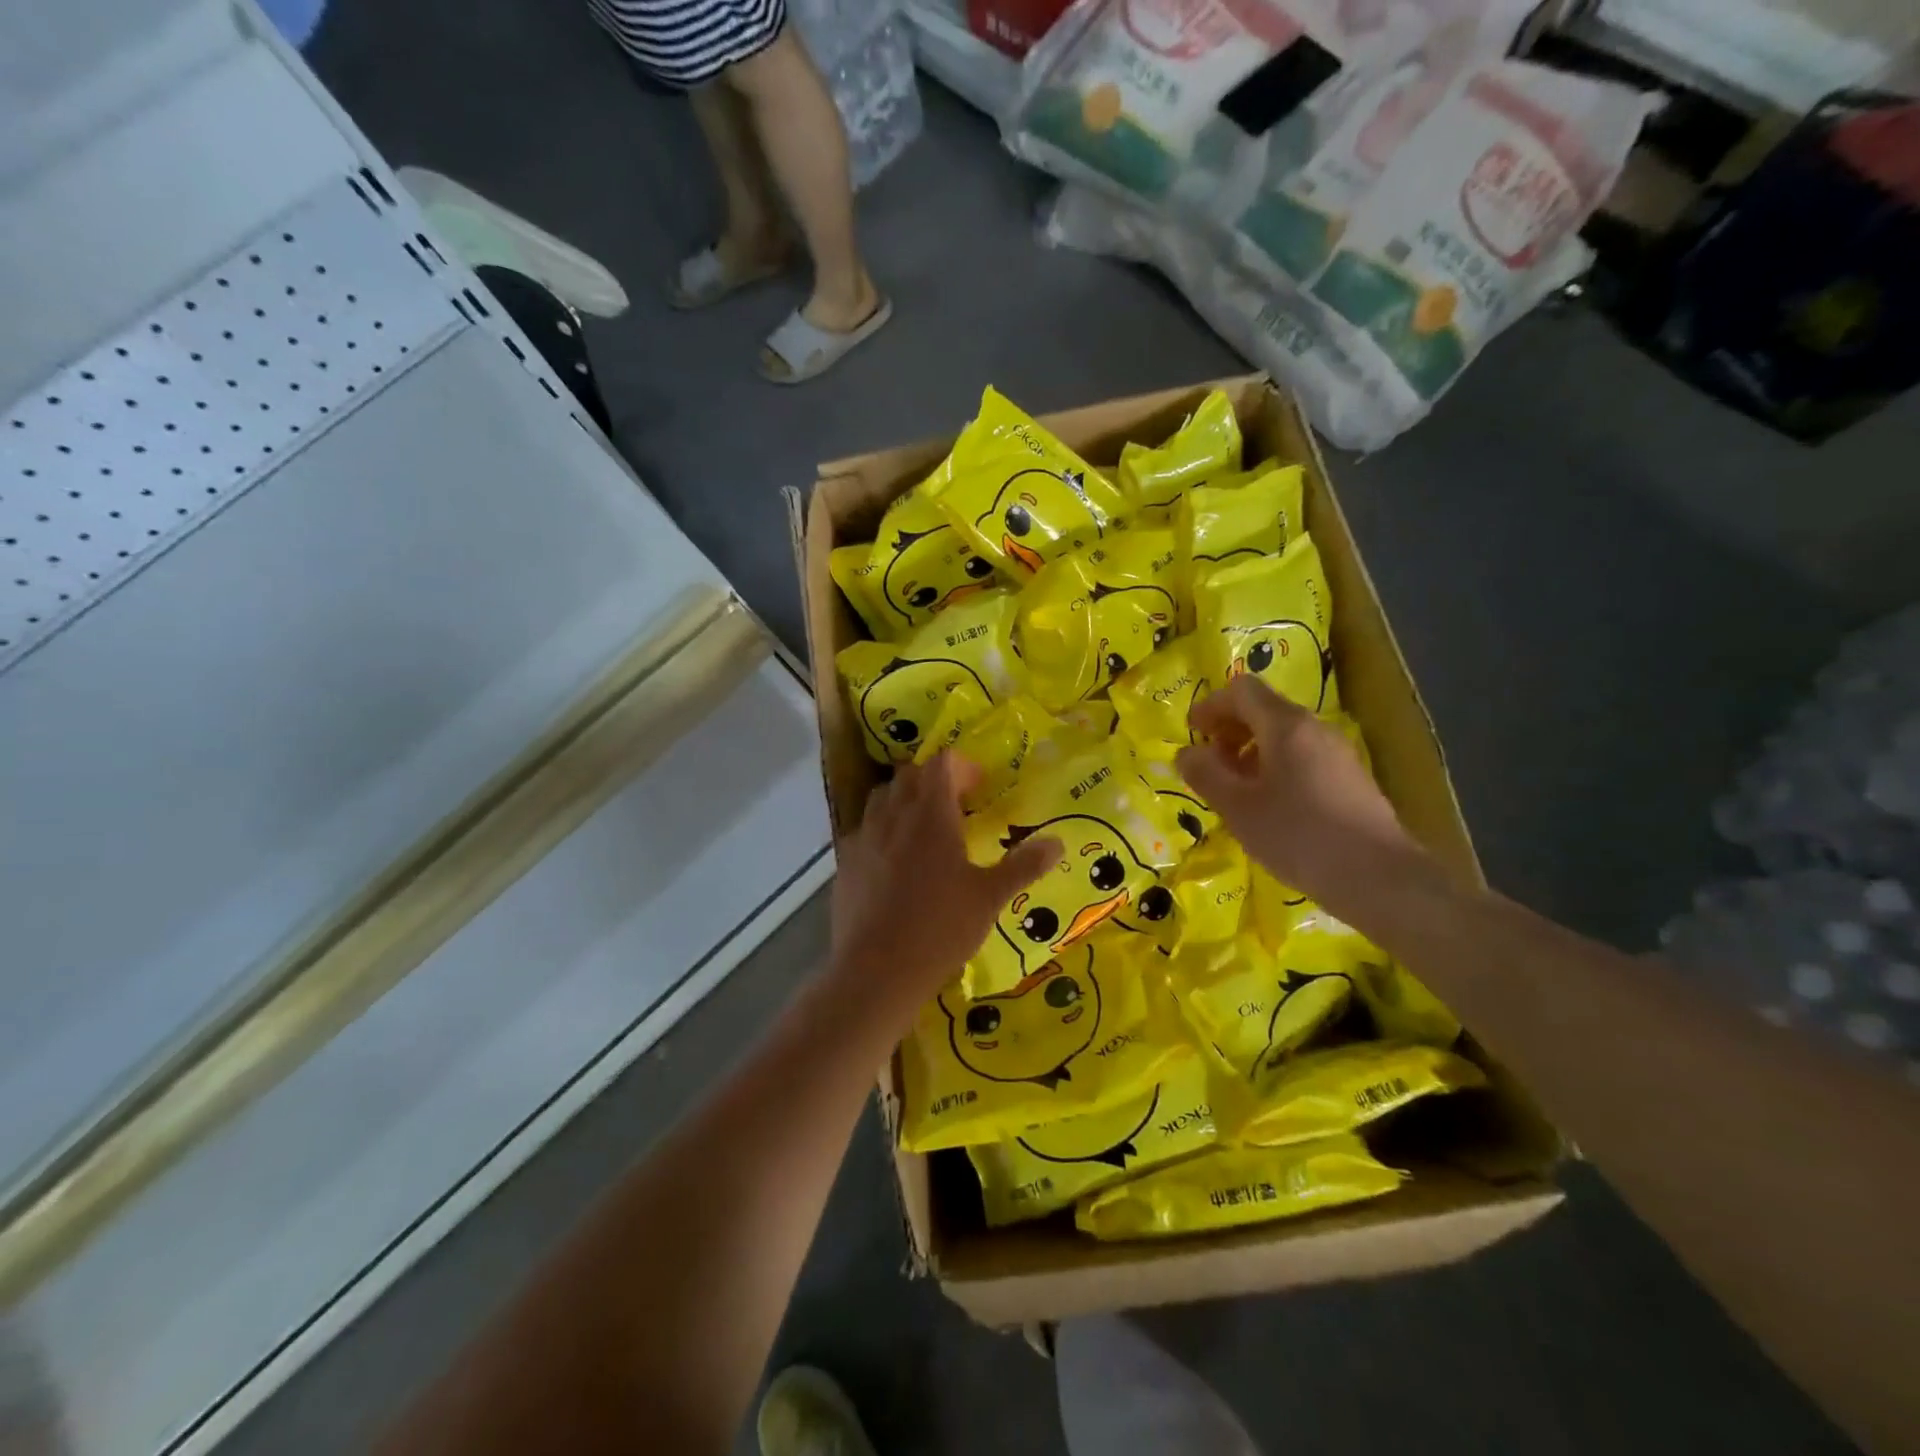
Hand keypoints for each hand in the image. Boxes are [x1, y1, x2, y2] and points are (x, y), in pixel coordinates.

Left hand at [828, 753, 1059, 1012]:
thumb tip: (1057, 843)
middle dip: (932, 780)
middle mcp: (893, 816)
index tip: (980, 786)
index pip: (941, 764)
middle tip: (956, 804)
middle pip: (909, 775)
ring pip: (881, 798)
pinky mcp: (843, 863)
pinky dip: (881, 831)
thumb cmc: (940, 929)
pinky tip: (893, 861)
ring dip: (904, 800)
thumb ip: (1023, 866)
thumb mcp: (990, 898)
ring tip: (924, 828)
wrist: (875, 971)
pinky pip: (863, 830)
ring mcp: (863, 838)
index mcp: (931, 815)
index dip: (962, 767)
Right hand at [1174, 676, 1434, 922]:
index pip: (1242, 690)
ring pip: (1284, 736)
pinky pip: (1302, 758)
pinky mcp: (1350, 780)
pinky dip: (1275, 768)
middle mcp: (1315, 729)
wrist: (1379, 878)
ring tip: (1234, 789)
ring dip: (1250, 752)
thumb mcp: (1237, 807)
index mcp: (1286, 726)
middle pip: (1264, 710)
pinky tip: (1268, 806)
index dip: (1211, 705)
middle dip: (1229, 730)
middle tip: (1208, 764)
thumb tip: (1186, 753)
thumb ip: (1205, 774)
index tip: (1192, 733)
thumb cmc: (1298, 835)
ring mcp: (1337, 754)